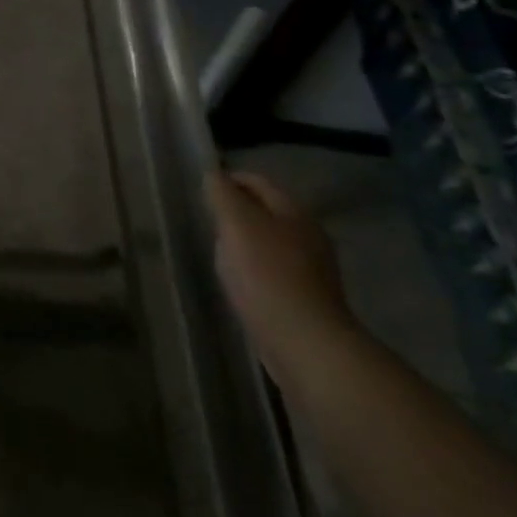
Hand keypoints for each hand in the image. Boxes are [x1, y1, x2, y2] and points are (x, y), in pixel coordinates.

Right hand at [209, 169, 356, 383]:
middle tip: (209, 218)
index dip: (230, 179)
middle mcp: (309, 235)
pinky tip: (241, 280)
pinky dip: (257, 267)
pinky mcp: (308, 298)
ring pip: (272, 241)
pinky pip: (275, 269)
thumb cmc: (266, 274)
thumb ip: (223, 194)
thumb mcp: (236, 224)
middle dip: (239, 210)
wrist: (304, 342)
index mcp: (294, 212)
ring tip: (220, 249)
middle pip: (268, 211)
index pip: (259, 182)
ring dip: (247, 240)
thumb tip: (214, 175)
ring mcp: (313, 269)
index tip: (203, 189)